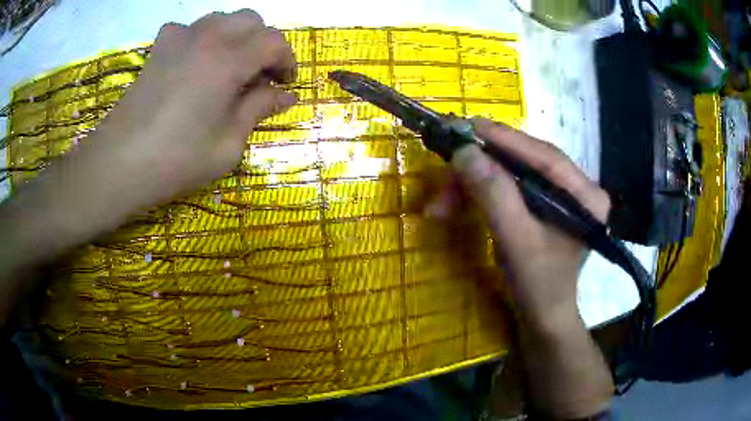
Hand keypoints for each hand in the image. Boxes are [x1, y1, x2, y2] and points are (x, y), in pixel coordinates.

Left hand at [86, 9, 296, 209]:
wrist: (118, 164)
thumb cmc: (176, 161)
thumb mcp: (227, 145)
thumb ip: (258, 110)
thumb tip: (285, 95)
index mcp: (229, 60)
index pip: (274, 42)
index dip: (287, 61)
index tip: (285, 84)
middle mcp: (207, 38)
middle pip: (250, 20)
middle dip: (263, 43)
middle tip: (259, 75)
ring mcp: (179, 39)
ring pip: (221, 19)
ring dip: (234, 37)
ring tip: (229, 67)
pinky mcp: (158, 49)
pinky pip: (188, 29)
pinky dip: (200, 39)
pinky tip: (193, 61)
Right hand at [426, 118, 610, 328]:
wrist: (543, 317)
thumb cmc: (538, 286)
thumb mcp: (516, 242)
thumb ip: (494, 195)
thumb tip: (463, 152)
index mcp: (585, 195)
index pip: (544, 155)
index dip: (504, 138)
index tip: (465, 126)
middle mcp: (577, 188)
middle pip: (525, 161)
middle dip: (481, 168)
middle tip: (444, 174)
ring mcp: (561, 195)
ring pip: (512, 173)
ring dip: (474, 184)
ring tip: (441, 204)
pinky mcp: (544, 204)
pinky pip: (509, 188)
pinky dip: (481, 194)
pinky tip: (458, 203)